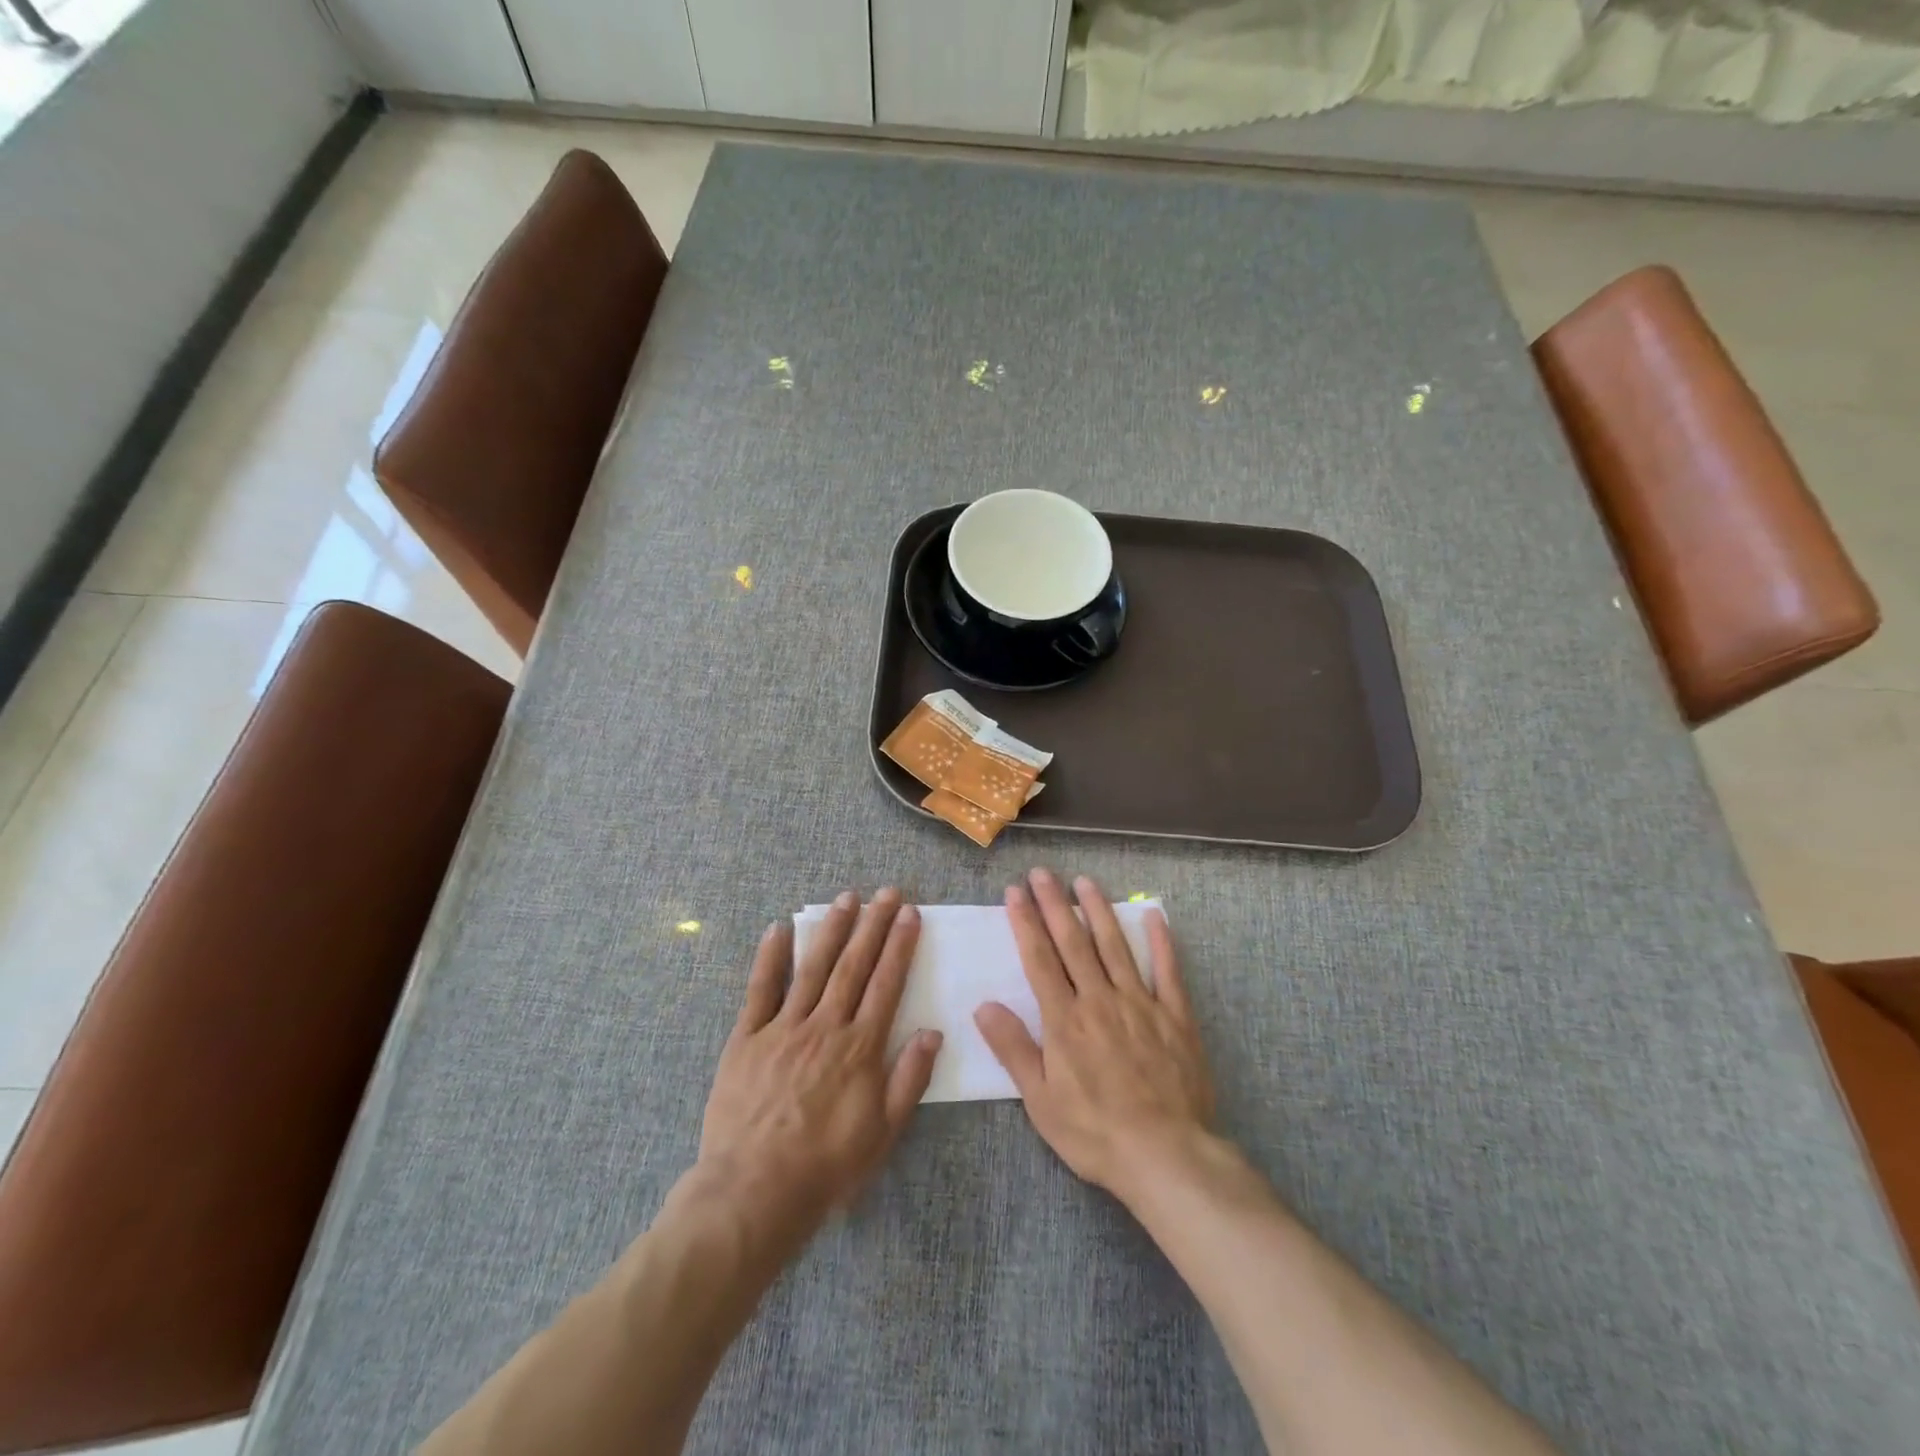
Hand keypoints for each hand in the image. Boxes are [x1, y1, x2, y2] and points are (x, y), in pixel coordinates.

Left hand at [698, 888, 942, 1239]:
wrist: (753, 1192)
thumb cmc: (826, 1167)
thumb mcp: (883, 1133)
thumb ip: (909, 1079)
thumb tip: (932, 1032)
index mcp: (860, 1047)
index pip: (886, 984)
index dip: (900, 946)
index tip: (910, 914)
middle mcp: (825, 1026)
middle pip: (854, 966)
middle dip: (873, 925)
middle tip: (887, 892)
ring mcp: (783, 1028)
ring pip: (813, 968)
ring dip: (831, 930)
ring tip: (846, 898)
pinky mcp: (746, 1038)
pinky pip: (760, 990)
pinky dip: (770, 957)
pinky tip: (778, 928)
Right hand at [974, 868, 1214, 1202]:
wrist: (1166, 1155)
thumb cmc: (1095, 1132)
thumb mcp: (1041, 1100)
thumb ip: (1014, 1048)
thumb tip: (984, 1005)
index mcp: (1065, 1020)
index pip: (1039, 959)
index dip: (1026, 922)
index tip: (1015, 891)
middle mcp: (1100, 1000)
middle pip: (1073, 943)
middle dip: (1055, 904)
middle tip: (1042, 873)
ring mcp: (1140, 1004)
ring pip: (1115, 946)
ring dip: (1098, 911)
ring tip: (1084, 881)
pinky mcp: (1175, 1016)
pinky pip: (1167, 971)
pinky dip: (1160, 942)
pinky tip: (1153, 915)